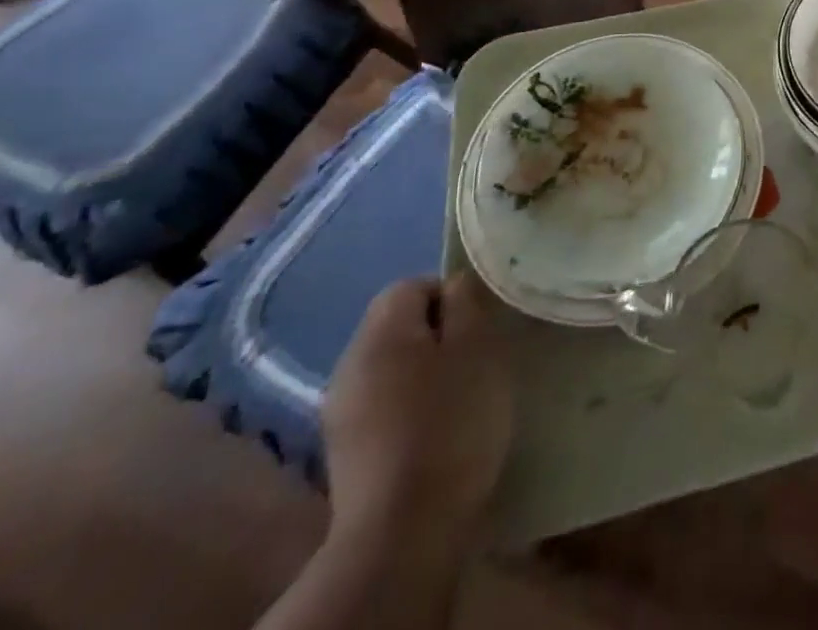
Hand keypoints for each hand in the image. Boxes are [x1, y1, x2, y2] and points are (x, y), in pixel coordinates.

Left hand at [321, 274, 513, 552]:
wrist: (402, 533)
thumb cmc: (451, 424)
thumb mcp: (477, 349)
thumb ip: (466, 305)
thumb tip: (454, 285)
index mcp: (381, 331)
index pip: (412, 285)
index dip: (449, 297)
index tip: (478, 328)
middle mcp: (349, 361)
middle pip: (396, 325)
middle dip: (436, 335)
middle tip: (473, 360)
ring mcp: (339, 410)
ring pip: (389, 366)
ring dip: (421, 372)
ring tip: (457, 398)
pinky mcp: (343, 452)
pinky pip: (380, 404)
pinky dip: (405, 407)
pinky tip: (431, 433)